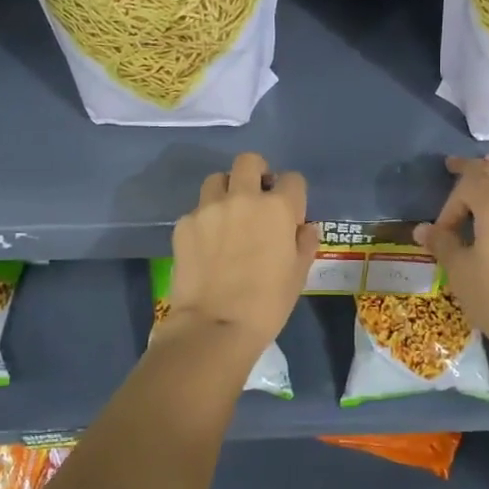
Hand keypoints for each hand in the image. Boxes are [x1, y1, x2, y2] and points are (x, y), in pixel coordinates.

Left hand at [165, 152, 317, 356]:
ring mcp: (209, 208)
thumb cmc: (267, 304)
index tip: (289, 214)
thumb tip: (303, 227)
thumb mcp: (298, 275)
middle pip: (249, 161)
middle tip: (256, 200)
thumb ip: (304, 243)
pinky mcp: (184, 224)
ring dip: (226, 191)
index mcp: (278, 208)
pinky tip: (207, 246)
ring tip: (228, 217)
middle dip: (256, 173)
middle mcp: (243, 198)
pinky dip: (205, 221)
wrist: (214, 326)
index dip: (293, 195)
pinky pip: (197, 210)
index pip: (292, 179)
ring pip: (217, 179)